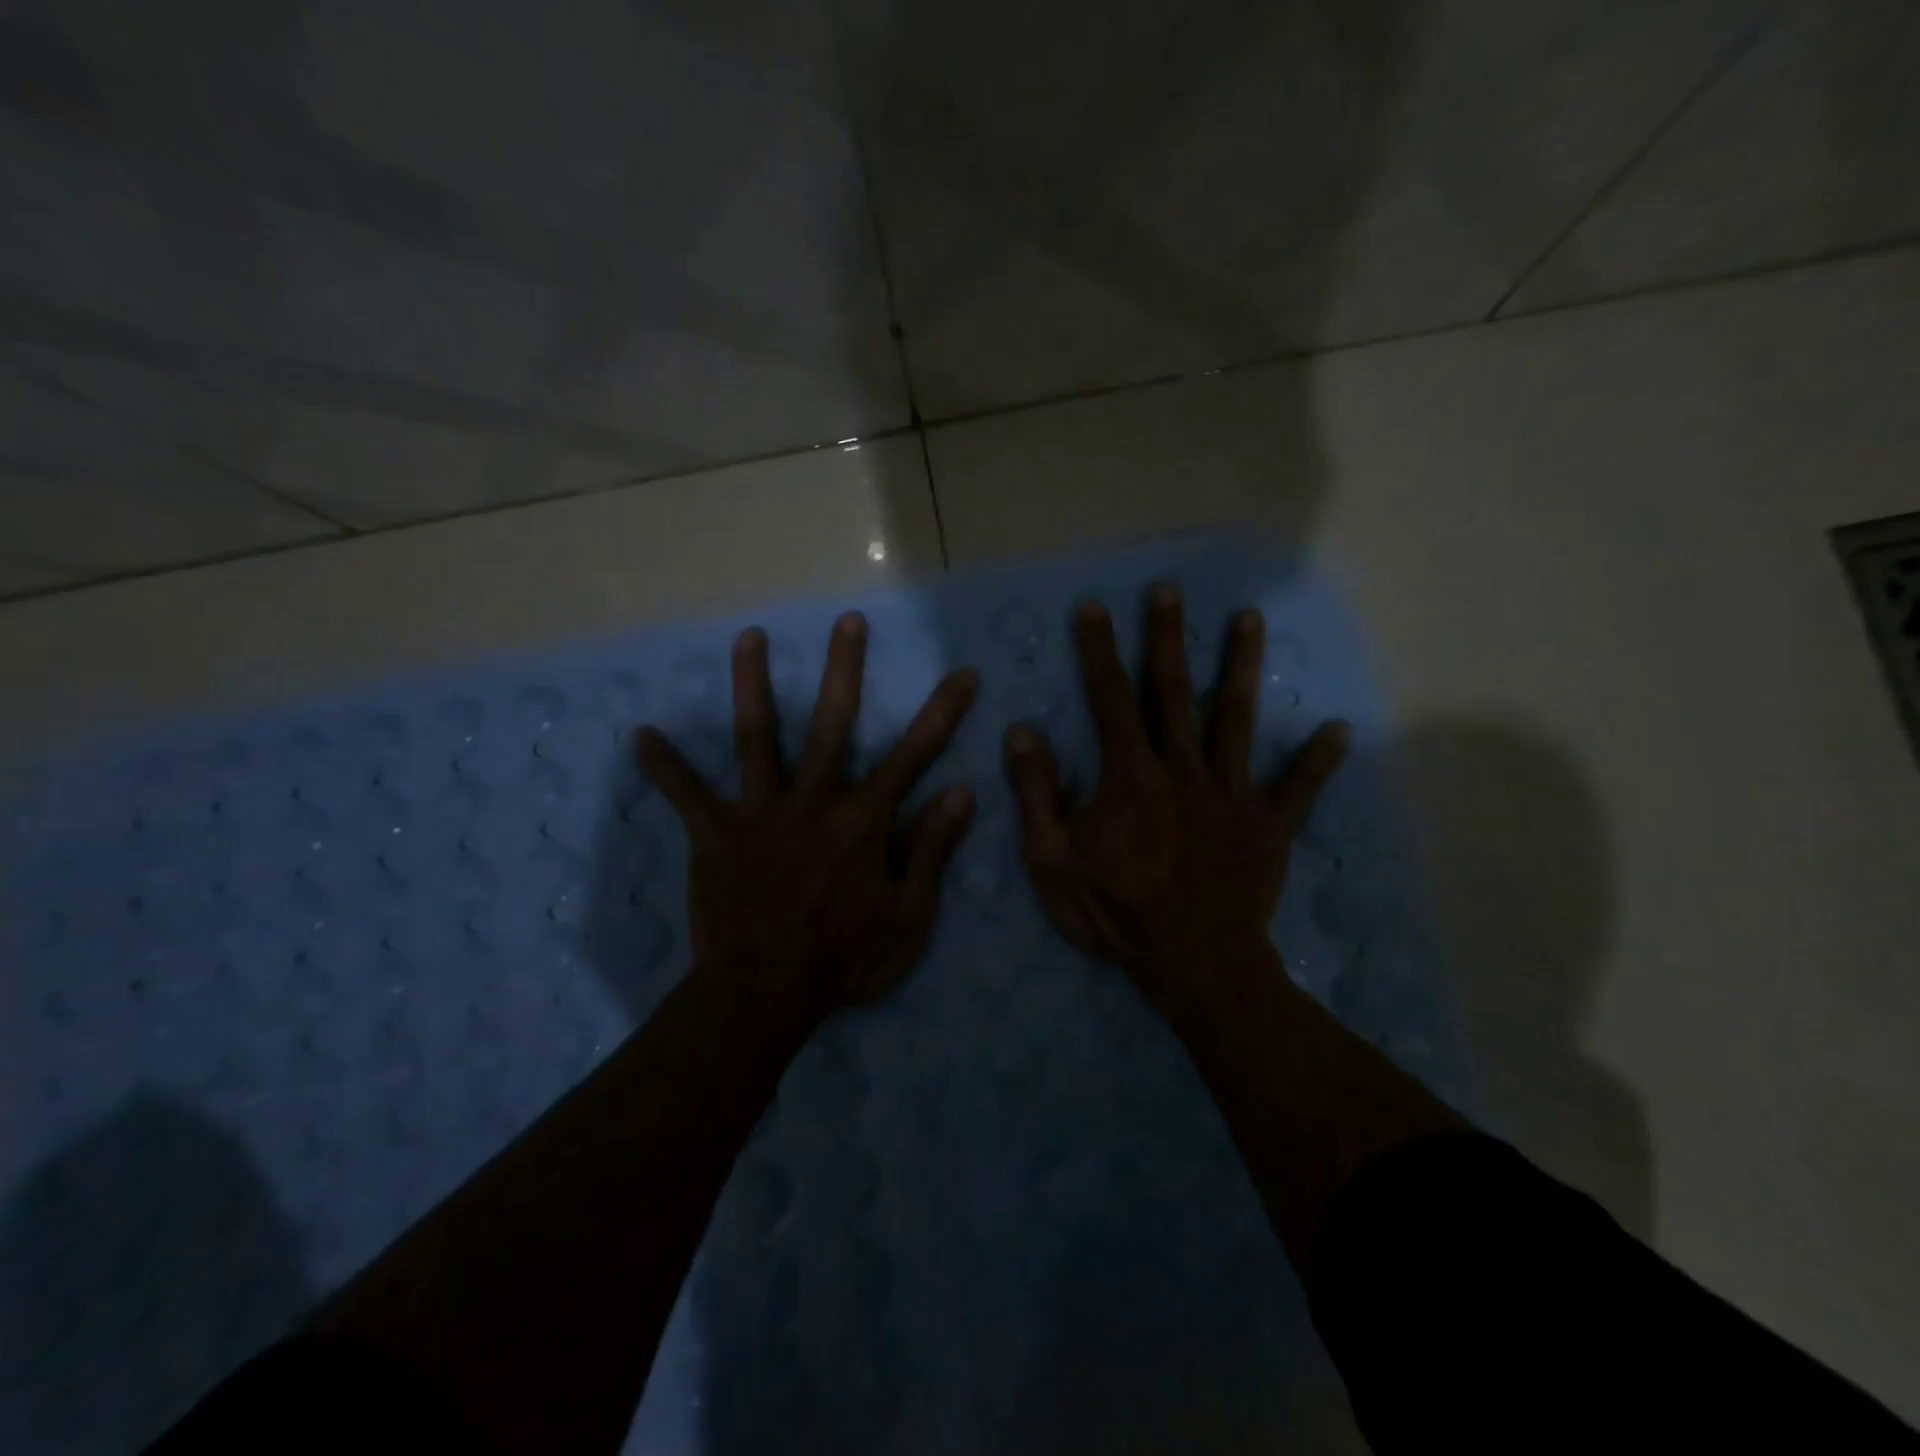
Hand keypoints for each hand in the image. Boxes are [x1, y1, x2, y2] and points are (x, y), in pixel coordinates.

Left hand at [638, 613, 978, 1016]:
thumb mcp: (909, 916)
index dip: (943, 712)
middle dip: (845, 670)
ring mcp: (760, 812)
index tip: (964, 672)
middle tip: (848, 621)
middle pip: (833, 723)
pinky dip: (665, 767)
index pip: (914, 755)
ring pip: (757, 737)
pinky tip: (641, 735)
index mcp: (864, 820)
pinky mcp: (715, 833)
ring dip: (753, 685)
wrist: (764, 994)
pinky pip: (686, 794)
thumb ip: (933, 849)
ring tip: (749, 637)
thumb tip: (962, 792)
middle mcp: (814, 800)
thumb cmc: (845, 959)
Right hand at [1004, 585, 1347, 1020]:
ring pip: (1236, 720)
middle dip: (1169, 638)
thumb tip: (1022, 732)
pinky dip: (1317, 760)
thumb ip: (1038, 794)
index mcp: (1130, 776)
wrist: (1193, 964)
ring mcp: (1231, 794)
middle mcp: (1183, 770)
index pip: (1110, 699)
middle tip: (1170, 591)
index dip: (1099, 651)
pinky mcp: (1268, 825)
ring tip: (1249, 619)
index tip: (1094, 608)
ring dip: (1241, 667)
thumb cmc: (1116, 912)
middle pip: (1174, 692)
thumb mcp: (1052, 861)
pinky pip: (1297, 788)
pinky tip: (1337, 730)